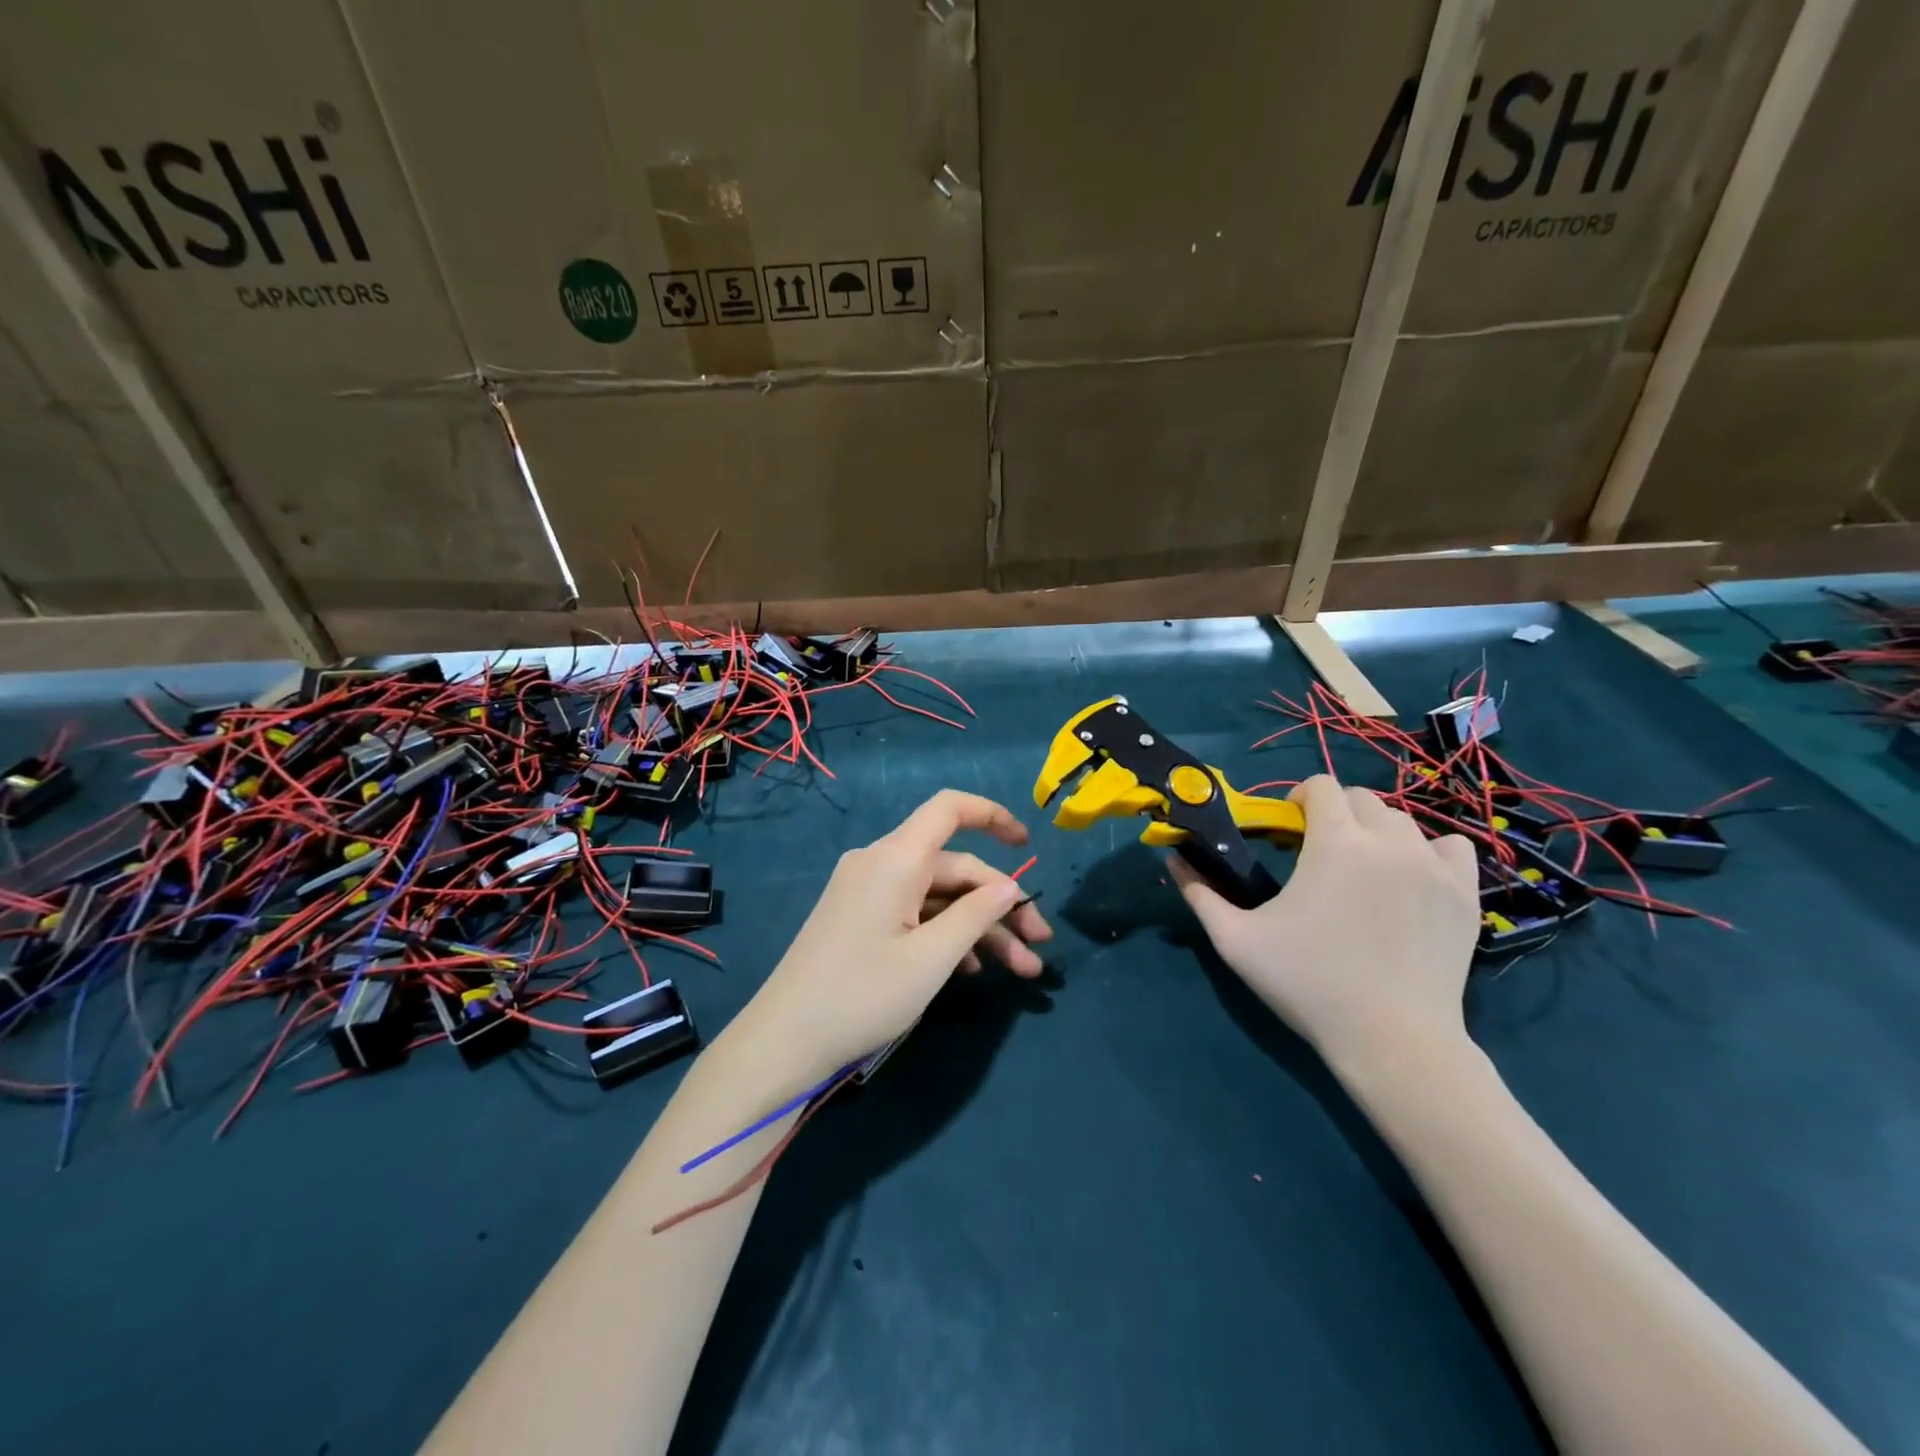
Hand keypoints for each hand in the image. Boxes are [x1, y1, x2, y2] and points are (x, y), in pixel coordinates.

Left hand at [737, 790, 1052, 1082]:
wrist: (783, 1042)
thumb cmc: (861, 996)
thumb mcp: (930, 959)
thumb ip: (975, 915)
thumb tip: (1008, 886)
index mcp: (895, 859)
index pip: (949, 809)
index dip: (992, 816)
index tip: (1028, 845)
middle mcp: (880, 864)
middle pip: (953, 866)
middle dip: (1000, 903)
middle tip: (1039, 947)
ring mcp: (867, 892)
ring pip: (937, 895)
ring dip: (979, 927)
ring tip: (1020, 970)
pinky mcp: (859, 918)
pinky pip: (913, 912)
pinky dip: (946, 934)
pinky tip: (971, 969)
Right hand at [1170, 775, 1478, 1073]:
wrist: (1392, 1041)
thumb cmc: (1308, 984)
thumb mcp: (1236, 940)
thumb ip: (1200, 893)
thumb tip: (1173, 859)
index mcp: (1336, 842)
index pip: (1320, 786)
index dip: (1298, 799)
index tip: (1287, 830)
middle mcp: (1389, 841)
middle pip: (1361, 798)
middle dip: (1335, 813)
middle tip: (1318, 853)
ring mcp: (1434, 867)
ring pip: (1402, 821)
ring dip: (1375, 832)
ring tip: (1361, 869)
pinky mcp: (1465, 895)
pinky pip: (1451, 847)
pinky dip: (1428, 851)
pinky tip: (1410, 877)